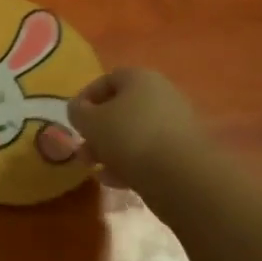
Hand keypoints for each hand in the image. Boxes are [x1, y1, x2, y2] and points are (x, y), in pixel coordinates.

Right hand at [69, 68, 209, 187]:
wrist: (183, 177)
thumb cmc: (129, 137)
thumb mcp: (89, 122)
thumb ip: (77, 112)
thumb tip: (78, 110)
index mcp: (140, 78)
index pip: (106, 80)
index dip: (85, 99)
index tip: (74, 121)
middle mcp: (162, 94)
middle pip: (121, 109)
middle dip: (98, 131)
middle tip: (84, 152)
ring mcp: (178, 124)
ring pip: (135, 133)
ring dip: (113, 150)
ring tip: (98, 171)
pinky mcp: (187, 153)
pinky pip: (152, 153)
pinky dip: (133, 164)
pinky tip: (118, 182)